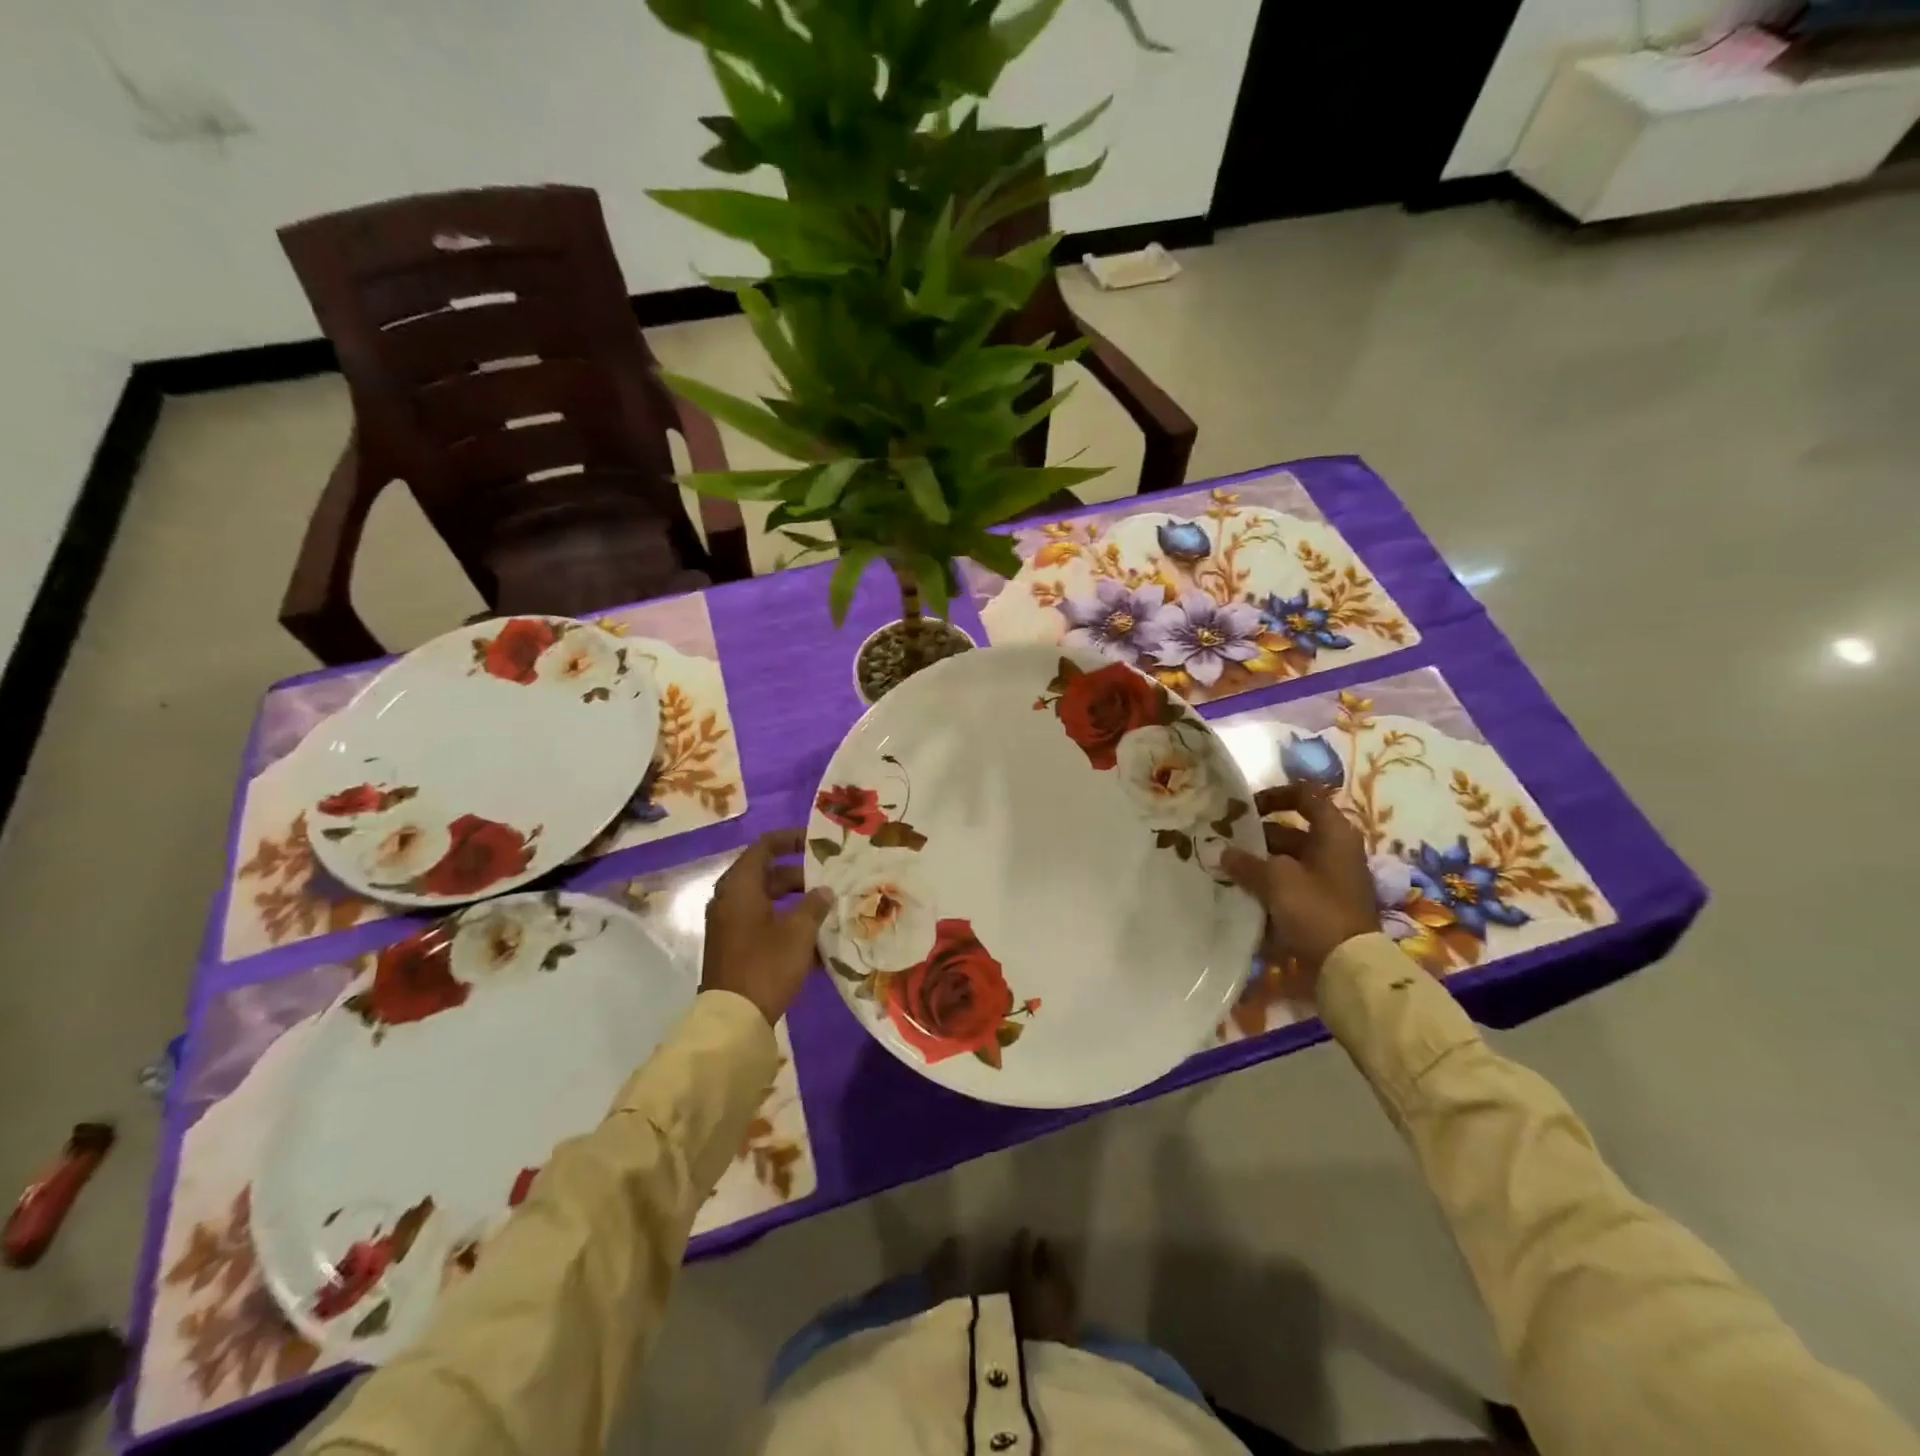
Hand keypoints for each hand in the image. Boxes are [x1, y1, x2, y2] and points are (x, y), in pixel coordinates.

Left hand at [701, 830, 833, 1024]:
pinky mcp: (734, 947)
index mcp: (740, 886)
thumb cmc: (766, 964)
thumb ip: (814, 905)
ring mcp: (730, 925)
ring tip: (828, 909)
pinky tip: (815, 941)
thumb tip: (824, 891)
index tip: (817, 843)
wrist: (733, 1018)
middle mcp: (730, 900)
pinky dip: (786, 925)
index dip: (791, 839)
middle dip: (800, 876)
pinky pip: (763, 924)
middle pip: (767, 875)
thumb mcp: (799, 931)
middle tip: (830, 880)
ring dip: (796, 903)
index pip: (765, 847)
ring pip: (767, 902)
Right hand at [1221, 783, 1378, 986]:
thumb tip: (1225, 853)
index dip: (1274, 795)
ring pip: (1287, 860)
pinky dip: (1268, 886)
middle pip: (1290, 831)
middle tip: (1223, 842)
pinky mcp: (1322, 905)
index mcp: (1333, 833)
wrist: (1348, 966)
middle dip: (1256, 835)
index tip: (1245, 808)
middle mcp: (1334, 850)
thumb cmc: (1316, 909)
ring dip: (1258, 863)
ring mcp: (1329, 879)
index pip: (1305, 795)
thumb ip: (1247, 862)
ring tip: (1226, 869)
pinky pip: (1290, 885)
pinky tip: (1242, 893)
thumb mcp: (1276, 880)